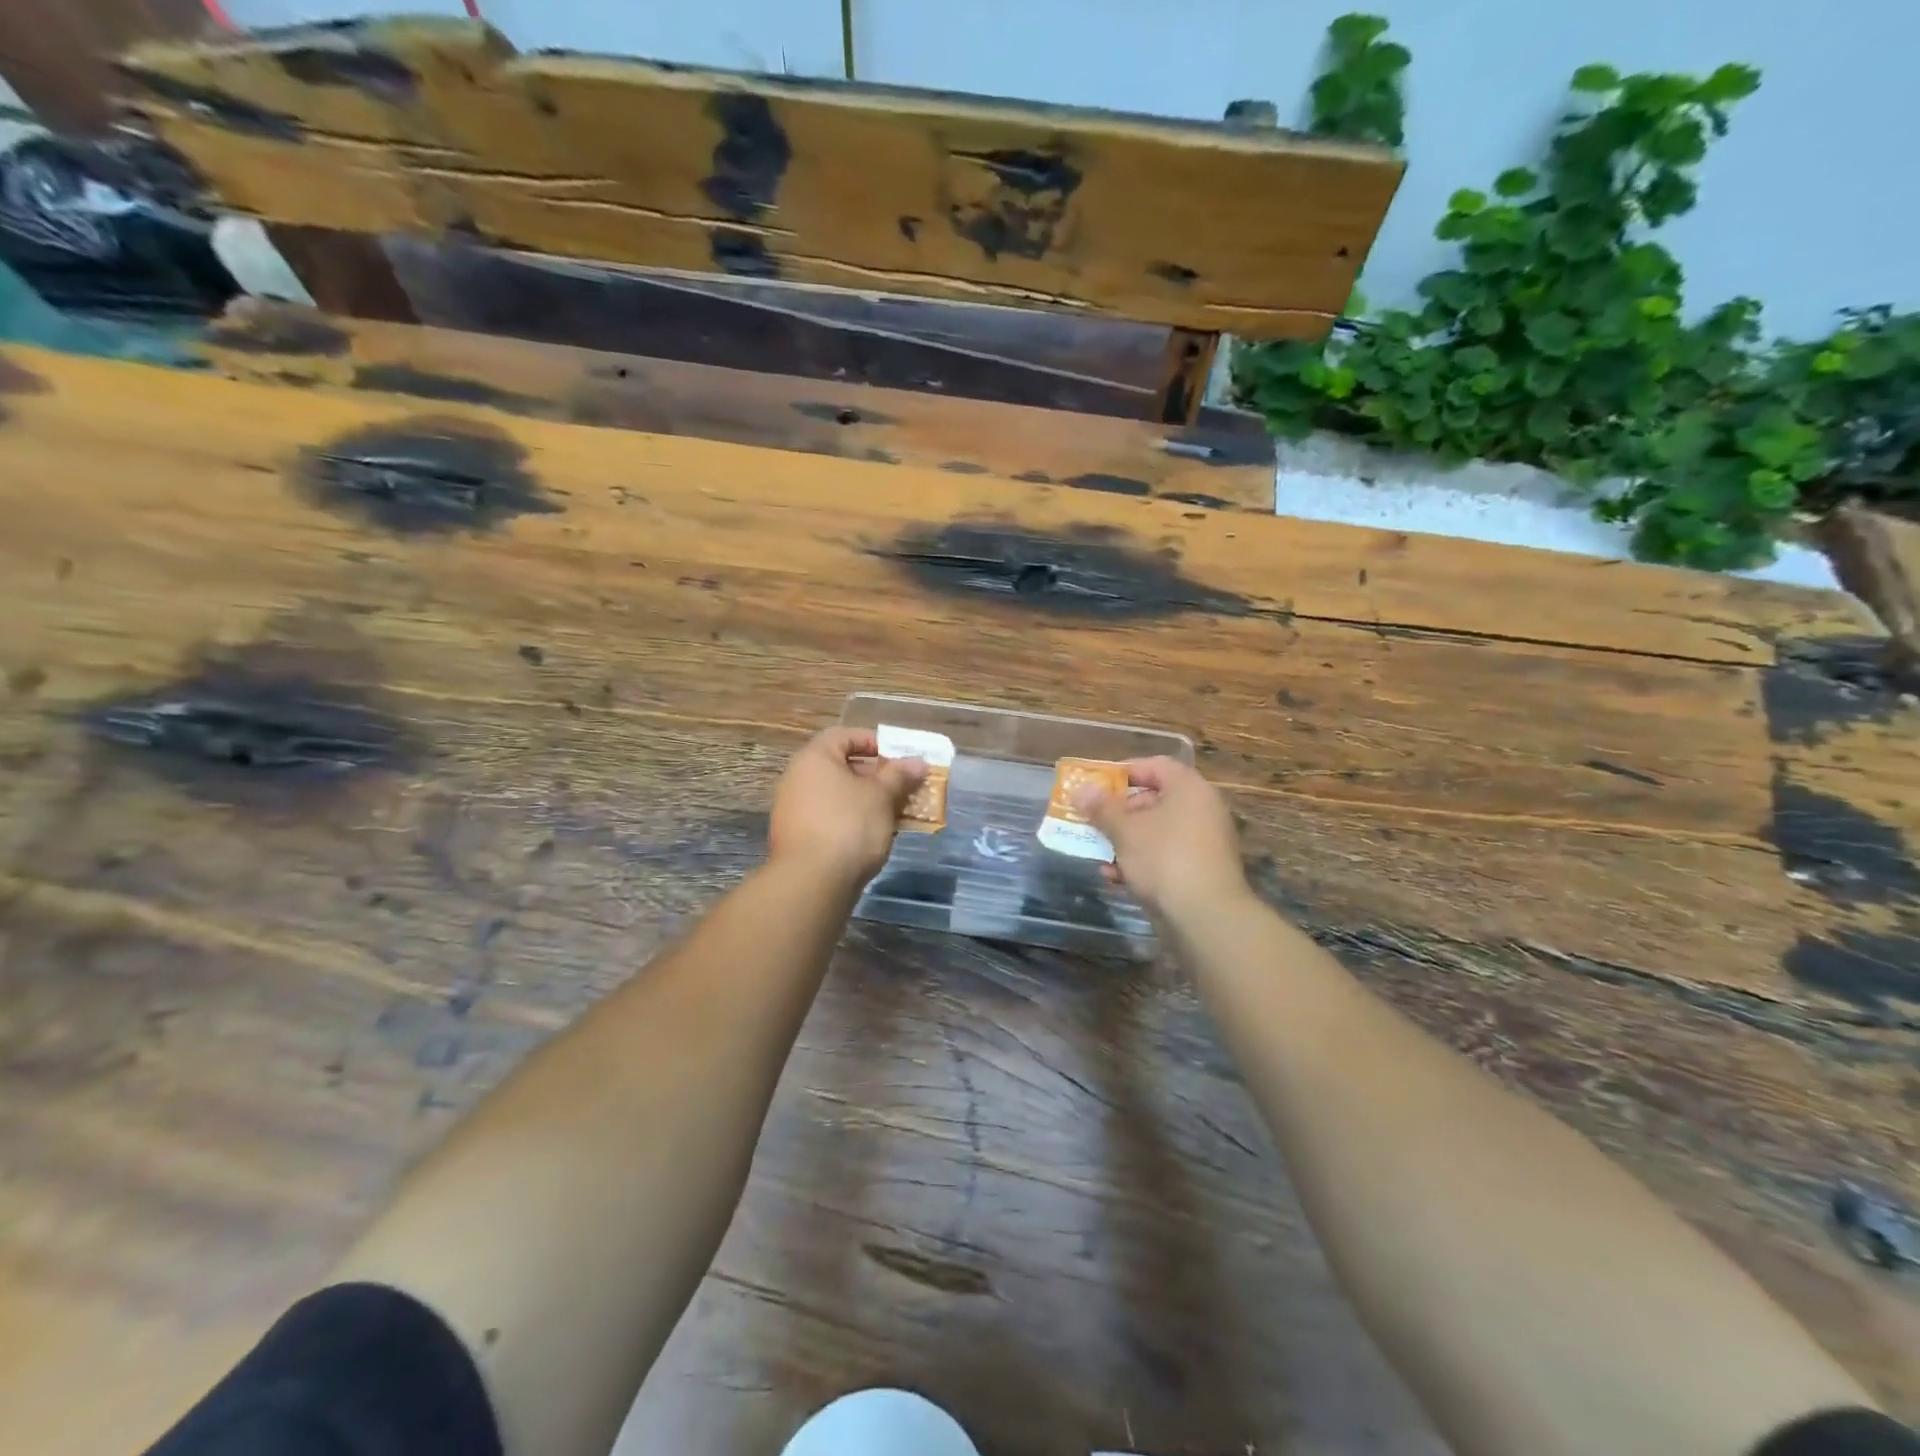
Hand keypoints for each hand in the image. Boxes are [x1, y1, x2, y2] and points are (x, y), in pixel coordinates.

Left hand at [767, 728, 926, 889]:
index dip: (872, 741)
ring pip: (837, 795)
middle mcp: (797, 778)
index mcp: (814, 758)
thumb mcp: (882, 796)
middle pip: (840, 766)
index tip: (897, 757)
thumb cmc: (849, 825)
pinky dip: (852, 820)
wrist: (812, 882)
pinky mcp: (797, 838)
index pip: (843, 736)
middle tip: (901, 787)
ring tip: (894, 813)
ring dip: (866, 800)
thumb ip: (900, 775)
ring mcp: (794, 810)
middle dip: (874, 775)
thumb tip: (918, 762)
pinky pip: (829, 818)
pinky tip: (874, 835)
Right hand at [1074, 757, 1248, 922]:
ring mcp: (1203, 843)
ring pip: (1156, 831)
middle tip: (1093, 819)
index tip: (1096, 785)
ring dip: (1125, 839)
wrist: (1205, 916)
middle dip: (1119, 811)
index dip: (1123, 771)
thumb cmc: (1164, 858)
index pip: (1155, 766)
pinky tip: (1114, 877)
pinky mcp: (1199, 871)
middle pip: (1154, 799)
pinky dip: (1140, 862)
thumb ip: (1101, 808)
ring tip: (1098, 850)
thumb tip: (1081, 790)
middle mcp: (1201, 810)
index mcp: (1189, 789)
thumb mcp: (1125, 830)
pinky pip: (1164, 857)